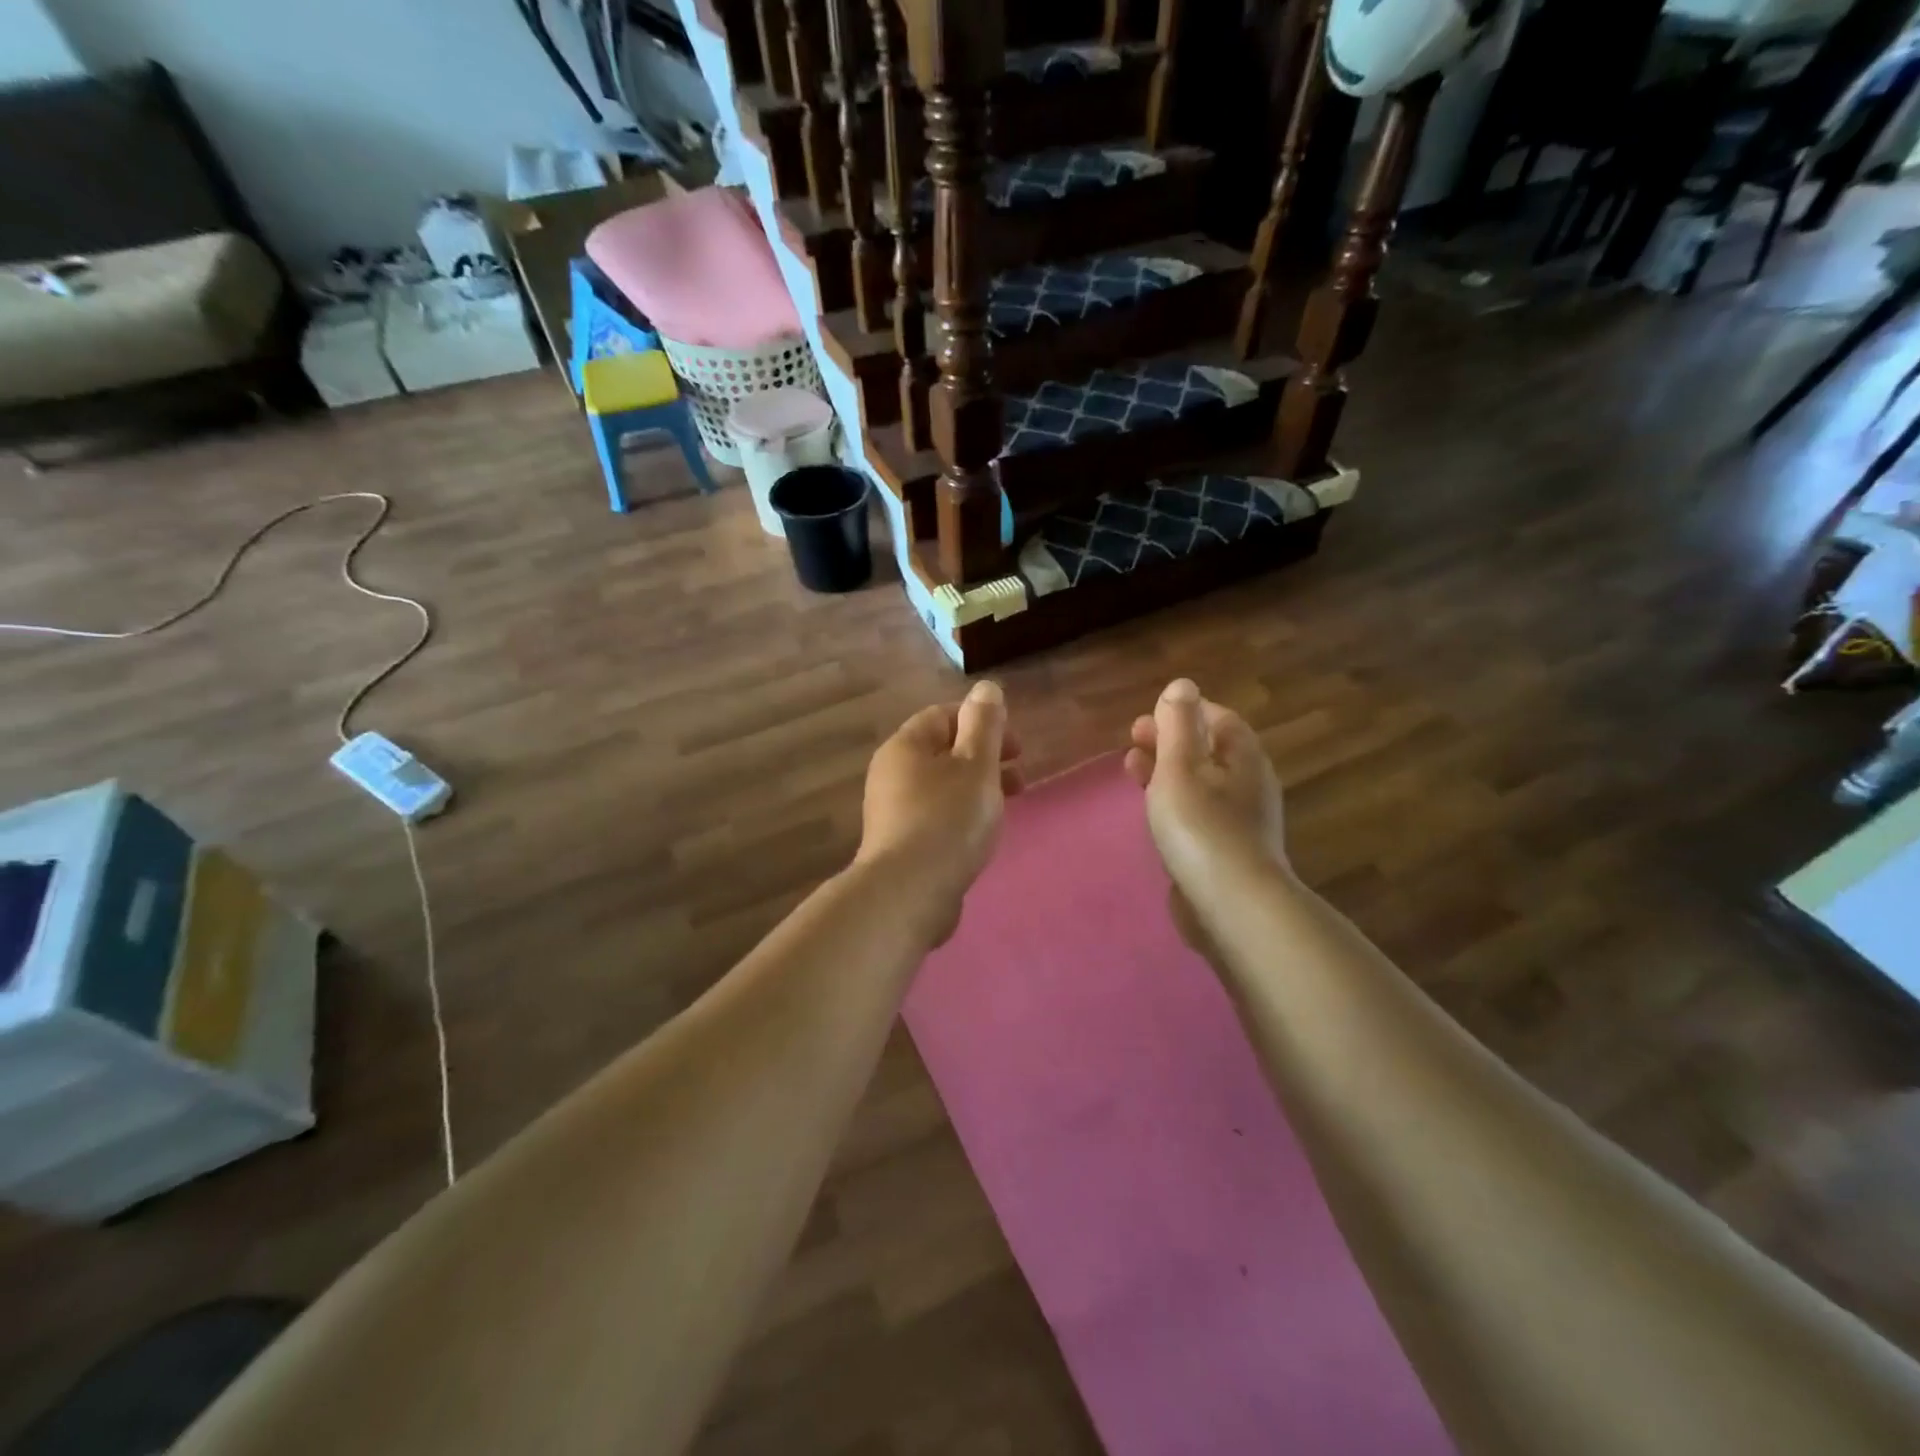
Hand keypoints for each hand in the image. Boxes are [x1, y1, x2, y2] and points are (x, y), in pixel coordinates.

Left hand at [855, 680, 1022, 941]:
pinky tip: (980, 835)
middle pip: (943, 752)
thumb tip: (986, 687)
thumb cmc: (948, 819)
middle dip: (985, 758)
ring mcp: (892, 811)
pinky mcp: (900, 844)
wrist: (910, 892)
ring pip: (942, 786)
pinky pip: (936, 816)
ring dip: (977, 788)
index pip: (943, 716)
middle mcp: (891, 773)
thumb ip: (985, 725)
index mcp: (905, 746)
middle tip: (1020, 777)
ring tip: (1008, 806)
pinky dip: (961, 815)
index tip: (1016, 745)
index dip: (982, 723)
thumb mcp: (976, 765)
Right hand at [1124, 679, 1289, 943]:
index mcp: (1243, 758)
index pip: (1218, 719)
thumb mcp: (1181, 766)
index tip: (1147, 717)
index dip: (1183, 712)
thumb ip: (1177, 724)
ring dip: (1166, 772)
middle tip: (1131, 741)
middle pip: (1208, 751)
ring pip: (1200, 784)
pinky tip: (1153, 815)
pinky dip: (1173, 804)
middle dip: (1170, 741)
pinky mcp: (1226, 853)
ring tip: (1132, 771)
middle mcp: (1248, 785)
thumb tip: (1182, 685)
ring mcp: (1240, 822)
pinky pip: (1198, 815)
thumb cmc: (1201, 827)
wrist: (1231, 906)